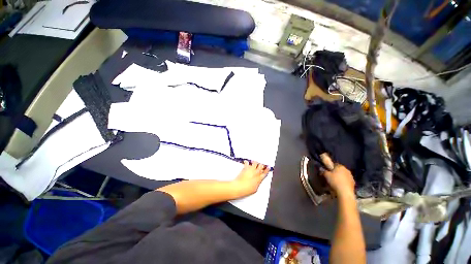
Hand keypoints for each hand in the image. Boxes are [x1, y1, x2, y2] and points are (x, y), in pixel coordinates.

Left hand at [232, 161, 269, 197]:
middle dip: (261, 165)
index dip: (267, 169)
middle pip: (261, 166)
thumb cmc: (246, 190)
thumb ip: (258, 184)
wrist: (240, 187)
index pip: (265, 172)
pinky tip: (246, 162)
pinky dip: (246, 162)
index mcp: (259, 179)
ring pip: (255, 162)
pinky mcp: (246, 168)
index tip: (268, 167)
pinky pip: (247, 162)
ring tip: (254, 162)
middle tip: (261, 164)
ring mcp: (251, 169)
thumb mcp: (255, 189)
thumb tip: (257, 182)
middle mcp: (256, 173)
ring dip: (255, 162)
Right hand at [323, 164, 355, 197]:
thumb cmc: (335, 181)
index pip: (335, 164)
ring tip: (335, 182)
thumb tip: (321, 169)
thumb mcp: (326, 175)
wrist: (345, 192)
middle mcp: (347, 170)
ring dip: (340, 177)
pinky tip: (340, 186)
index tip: (327, 171)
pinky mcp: (353, 183)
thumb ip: (323, 171)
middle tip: (330, 177)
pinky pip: (346, 181)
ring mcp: (351, 176)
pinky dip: (343, 182)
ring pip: (343, 175)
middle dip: (336, 172)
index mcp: (340, 166)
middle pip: (339, 170)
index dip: (330, 167)